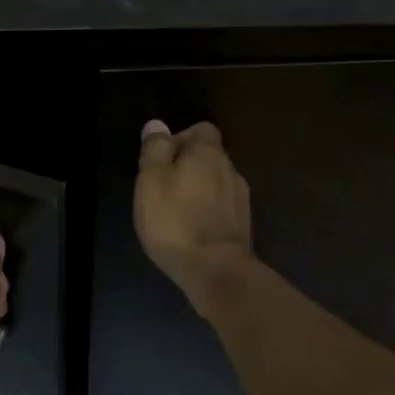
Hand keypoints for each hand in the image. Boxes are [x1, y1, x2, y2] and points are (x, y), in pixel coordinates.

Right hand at [134, 119, 253, 311]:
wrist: (215, 270)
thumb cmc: (175, 221)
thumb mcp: (151, 181)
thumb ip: (155, 150)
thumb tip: (157, 125)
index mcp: (208, 153)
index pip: (201, 130)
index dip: (180, 138)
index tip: (160, 159)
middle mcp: (230, 169)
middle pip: (209, 156)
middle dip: (187, 165)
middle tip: (162, 187)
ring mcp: (240, 198)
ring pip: (216, 182)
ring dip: (198, 189)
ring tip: (175, 211)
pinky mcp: (242, 224)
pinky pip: (222, 206)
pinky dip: (207, 210)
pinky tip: (192, 228)